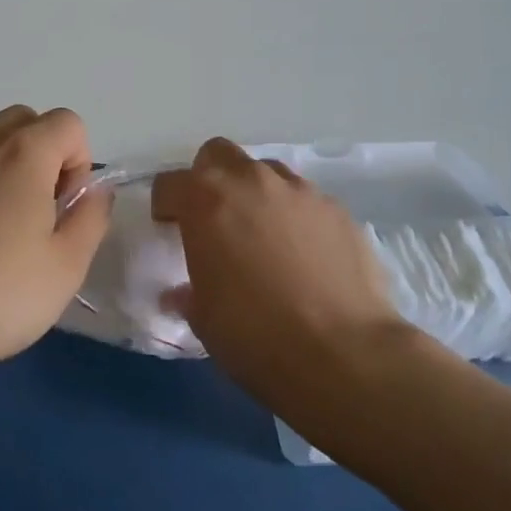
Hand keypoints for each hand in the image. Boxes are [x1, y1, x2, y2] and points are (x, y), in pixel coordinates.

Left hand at [0, 106, 111, 389]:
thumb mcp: (66, 267)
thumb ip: (91, 219)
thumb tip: (93, 192)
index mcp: (22, 153)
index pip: (68, 123)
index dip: (80, 162)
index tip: (65, 210)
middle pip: (24, 122)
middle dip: (45, 156)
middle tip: (41, 215)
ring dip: (7, 174)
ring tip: (2, 239)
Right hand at [152, 139, 405, 413]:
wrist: (344, 355)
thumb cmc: (256, 336)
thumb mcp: (204, 319)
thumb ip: (189, 293)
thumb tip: (183, 293)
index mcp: (207, 201)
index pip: (170, 183)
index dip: (166, 205)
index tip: (169, 228)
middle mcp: (251, 181)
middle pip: (218, 155)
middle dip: (210, 179)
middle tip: (215, 219)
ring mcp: (300, 191)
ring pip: (267, 172)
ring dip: (257, 195)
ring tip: (264, 237)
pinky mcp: (338, 210)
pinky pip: (306, 201)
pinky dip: (297, 218)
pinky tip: (306, 256)